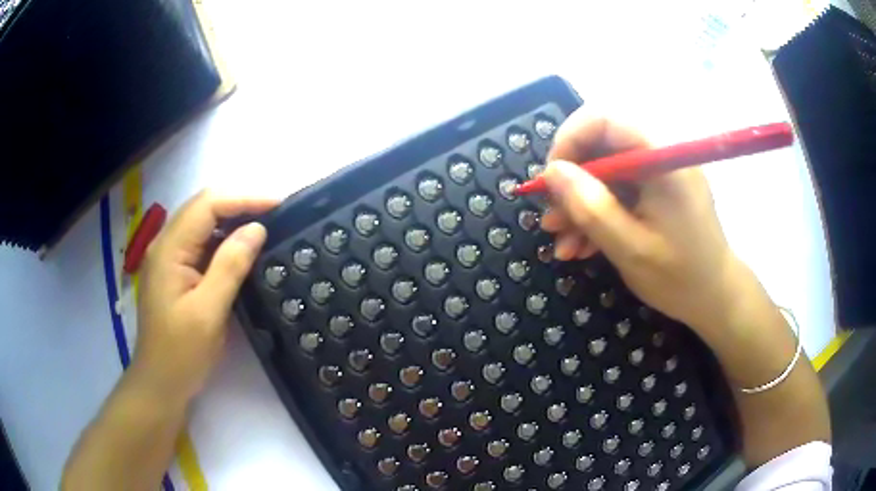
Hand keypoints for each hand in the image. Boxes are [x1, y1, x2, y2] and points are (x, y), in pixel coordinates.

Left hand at [134, 191, 277, 399]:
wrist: (160, 383)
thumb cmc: (181, 353)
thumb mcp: (208, 312)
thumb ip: (230, 266)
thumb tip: (257, 228)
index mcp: (169, 249)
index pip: (207, 205)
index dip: (243, 199)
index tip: (278, 205)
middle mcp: (166, 244)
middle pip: (203, 207)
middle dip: (240, 205)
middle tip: (276, 214)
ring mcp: (169, 258)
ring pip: (203, 224)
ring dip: (233, 221)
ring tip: (265, 228)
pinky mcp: (175, 272)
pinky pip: (202, 244)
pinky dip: (224, 241)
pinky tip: (242, 251)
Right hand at [541, 110, 742, 333]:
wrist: (714, 298)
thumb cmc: (680, 277)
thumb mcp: (630, 248)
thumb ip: (591, 207)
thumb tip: (551, 172)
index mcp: (662, 159)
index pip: (605, 119)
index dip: (569, 140)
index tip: (550, 180)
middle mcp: (660, 155)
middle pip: (601, 146)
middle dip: (571, 183)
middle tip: (552, 221)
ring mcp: (659, 173)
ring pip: (605, 172)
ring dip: (580, 206)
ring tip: (563, 244)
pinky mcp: (658, 190)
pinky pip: (619, 191)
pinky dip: (598, 215)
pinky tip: (583, 246)